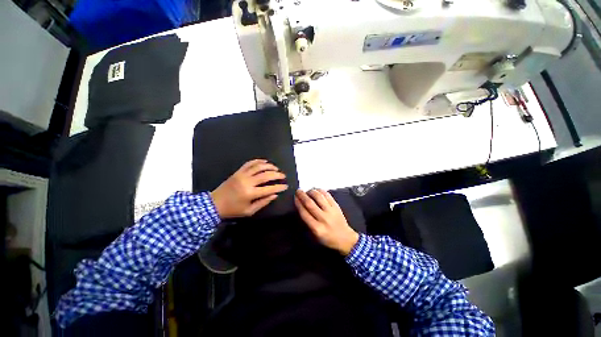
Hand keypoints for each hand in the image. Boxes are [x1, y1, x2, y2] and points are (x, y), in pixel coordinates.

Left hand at [211, 159, 287, 218]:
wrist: (214, 204)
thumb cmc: (233, 210)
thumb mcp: (249, 211)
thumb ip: (263, 202)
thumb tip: (275, 195)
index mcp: (250, 193)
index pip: (269, 188)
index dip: (279, 187)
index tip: (285, 186)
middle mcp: (247, 182)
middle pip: (266, 175)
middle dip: (277, 175)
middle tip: (283, 176)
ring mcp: (242, 175)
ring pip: (259, 167)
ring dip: (269, 166)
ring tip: (276, 168)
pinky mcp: (238, 172)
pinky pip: (249, 163)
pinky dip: (258, 161)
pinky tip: (265, 161)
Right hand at [294, 189, 358, 254]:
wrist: (345, 239)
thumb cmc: (327, 238)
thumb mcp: (315, 235)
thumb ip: (307, 222)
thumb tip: (301, 206)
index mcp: (316, 228)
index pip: (304, 213)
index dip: (298, 204)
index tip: (295, 198)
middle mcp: (323, 218)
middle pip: (310, 204)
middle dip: (302, 195)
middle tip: (298, 191)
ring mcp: (331, 211)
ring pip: (319, 197)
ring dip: (311, 191)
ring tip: (308, 190)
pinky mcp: (336, 206)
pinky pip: (327, 195)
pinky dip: (321, 191)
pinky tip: (317, 190)